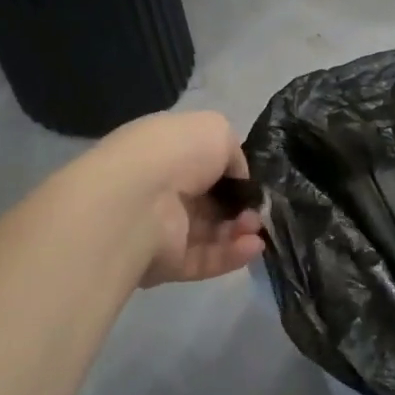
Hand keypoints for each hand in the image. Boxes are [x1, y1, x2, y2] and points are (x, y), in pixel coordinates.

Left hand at [87, 111, 264, 286]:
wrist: (136, 203)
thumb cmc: (175, 155)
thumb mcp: (215, 130)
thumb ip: (232, 152)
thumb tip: (237, 176)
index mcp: (165, 153)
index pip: (202, 165)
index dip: (231, 173)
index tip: (252, 181)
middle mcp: (161, 190)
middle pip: (210, 202)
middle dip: (240, 205)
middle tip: (258, 208)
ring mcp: (163, 229)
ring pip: (212, 233)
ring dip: (240, 230)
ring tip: (255, 227)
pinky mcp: (167, 263)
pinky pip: (206, 260)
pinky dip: (232, 255)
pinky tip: (253, 246)